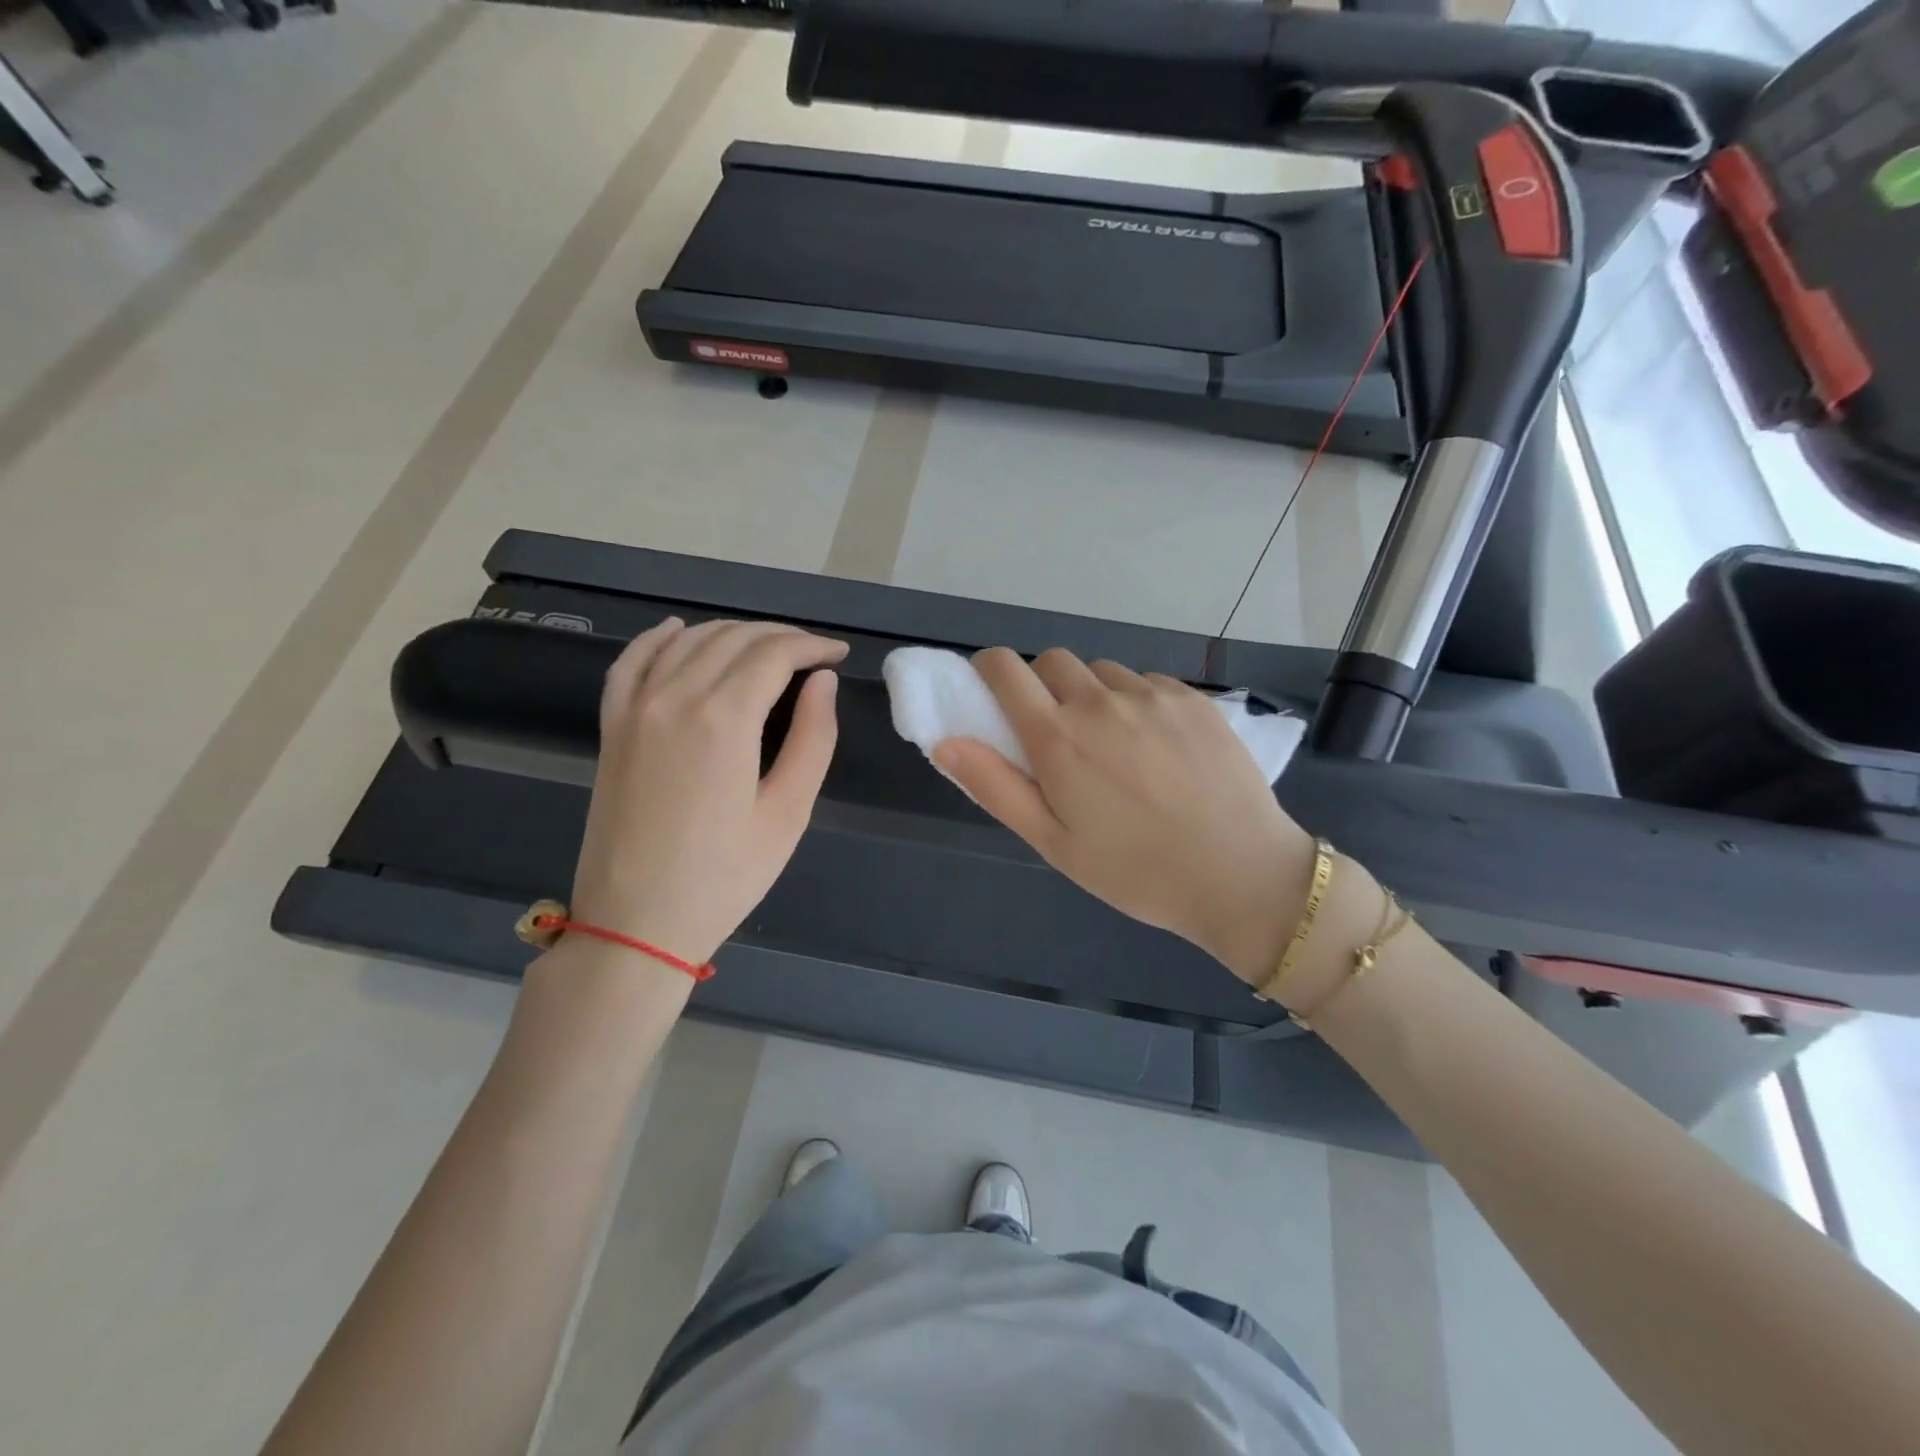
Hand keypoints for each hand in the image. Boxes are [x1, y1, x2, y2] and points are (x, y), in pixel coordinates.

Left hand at [569, 618, 847, 967]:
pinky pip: (632, 661)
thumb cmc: (724, 876)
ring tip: (766, 650)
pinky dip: (659, 638)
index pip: (774, 653)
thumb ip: (813, 738)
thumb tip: (821, 681)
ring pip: (688, 641)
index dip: (812, 646)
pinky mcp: (612, 726)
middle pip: (733, 639)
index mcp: (724, 718)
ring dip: (733, 634)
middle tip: (812, 654)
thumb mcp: (788, 813)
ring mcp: (635, 708)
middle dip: (780, 637)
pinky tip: (679, 631)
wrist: (636, 923)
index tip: (838, 655)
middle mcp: (675, 697)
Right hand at [934, 648, 1313, 985]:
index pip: (1005, 668)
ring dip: (1092, 694)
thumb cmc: (1135, 871)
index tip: (993, 692)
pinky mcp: (1192, 699)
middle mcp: (1100, 702)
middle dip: (1042, 684)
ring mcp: (1151, 695)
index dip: (990, 670)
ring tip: (1115, 744)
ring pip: (1102, 672)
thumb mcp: (1053, 843)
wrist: (1241, 875)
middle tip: (1058, 733)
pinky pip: (1147, 683)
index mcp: (1058, 738)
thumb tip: (945, 742)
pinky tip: (1158, 747)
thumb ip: (995, 787)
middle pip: (1053, 661)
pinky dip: (1137, 702)